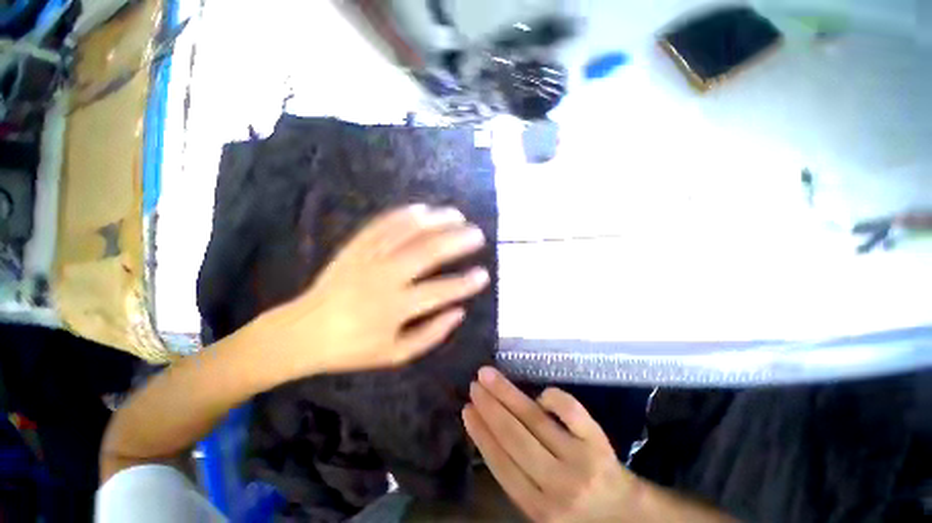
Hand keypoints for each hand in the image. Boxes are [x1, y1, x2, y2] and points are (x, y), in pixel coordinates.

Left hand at [261, 204, 489, 376]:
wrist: (302, 333)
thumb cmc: (352, 348)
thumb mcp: (395, 355)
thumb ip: (431, 335)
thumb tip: (459, 312)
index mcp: (394, 308)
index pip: (440, 291)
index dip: (466, 283)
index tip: (484, 274)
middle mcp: (383, 278)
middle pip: (426, 252)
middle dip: (457, 240)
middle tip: (477, 234)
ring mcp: (367, 259)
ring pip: (406, 232)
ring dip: (435, 220)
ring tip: (457, 214)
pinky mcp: (354, 248)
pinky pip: (381, 225)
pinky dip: (403, 214)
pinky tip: (422, 208)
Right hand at [463, 367, 634, 522]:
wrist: (625, 514)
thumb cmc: (576, 510)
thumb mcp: (540, 507)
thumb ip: (516, 477)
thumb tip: (488, 431)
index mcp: (538, 507)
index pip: (501, 464)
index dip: (481, 434)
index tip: (466, 410)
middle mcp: (557, 484)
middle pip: (514, 436)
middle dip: (490, 407)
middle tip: (474, 385)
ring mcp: (580, 459)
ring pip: (535, 420)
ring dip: (507, 394)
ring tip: (488, 376)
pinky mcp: (598, 440)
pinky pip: (570, 410)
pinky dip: (552, 397)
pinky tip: (540, 394)